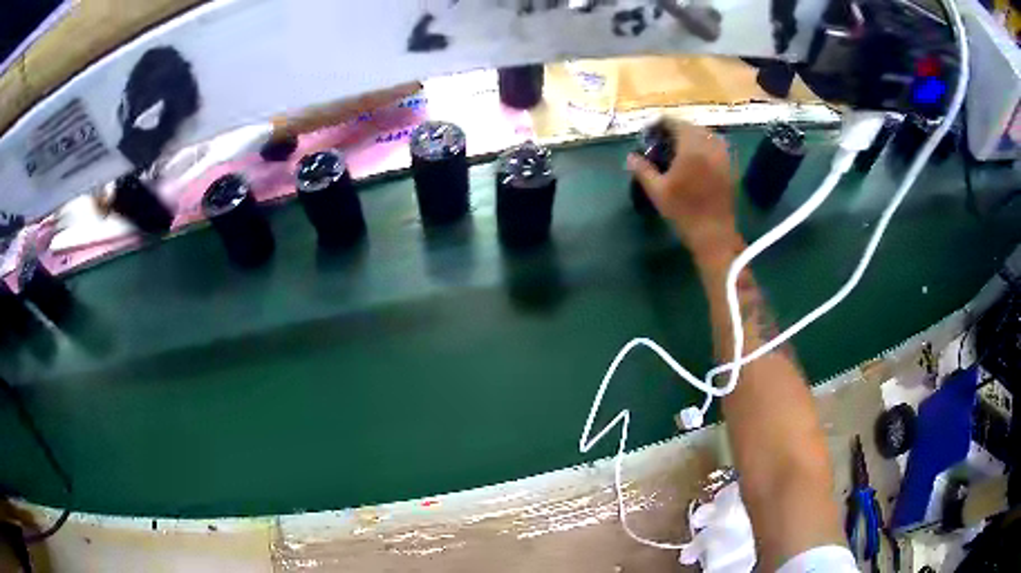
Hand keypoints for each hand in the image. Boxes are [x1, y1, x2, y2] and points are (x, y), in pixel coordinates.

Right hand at [627, 121, 739, 259]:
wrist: (714, 234)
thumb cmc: (684, 212)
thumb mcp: (657, 191)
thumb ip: (643, 170)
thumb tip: (631, 157)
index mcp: (691, 147)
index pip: (674, 122)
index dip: (659, 124)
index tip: (649, 133)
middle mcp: (710, 145)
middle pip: (690, 126)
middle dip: (675, 130)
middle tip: (662, 142)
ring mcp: (723, 155)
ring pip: (705, 134)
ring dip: (691, 137)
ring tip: (679, 149)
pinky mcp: (730, 166)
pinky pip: (716, 146)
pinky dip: (705, 146)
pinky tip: (696, 159)